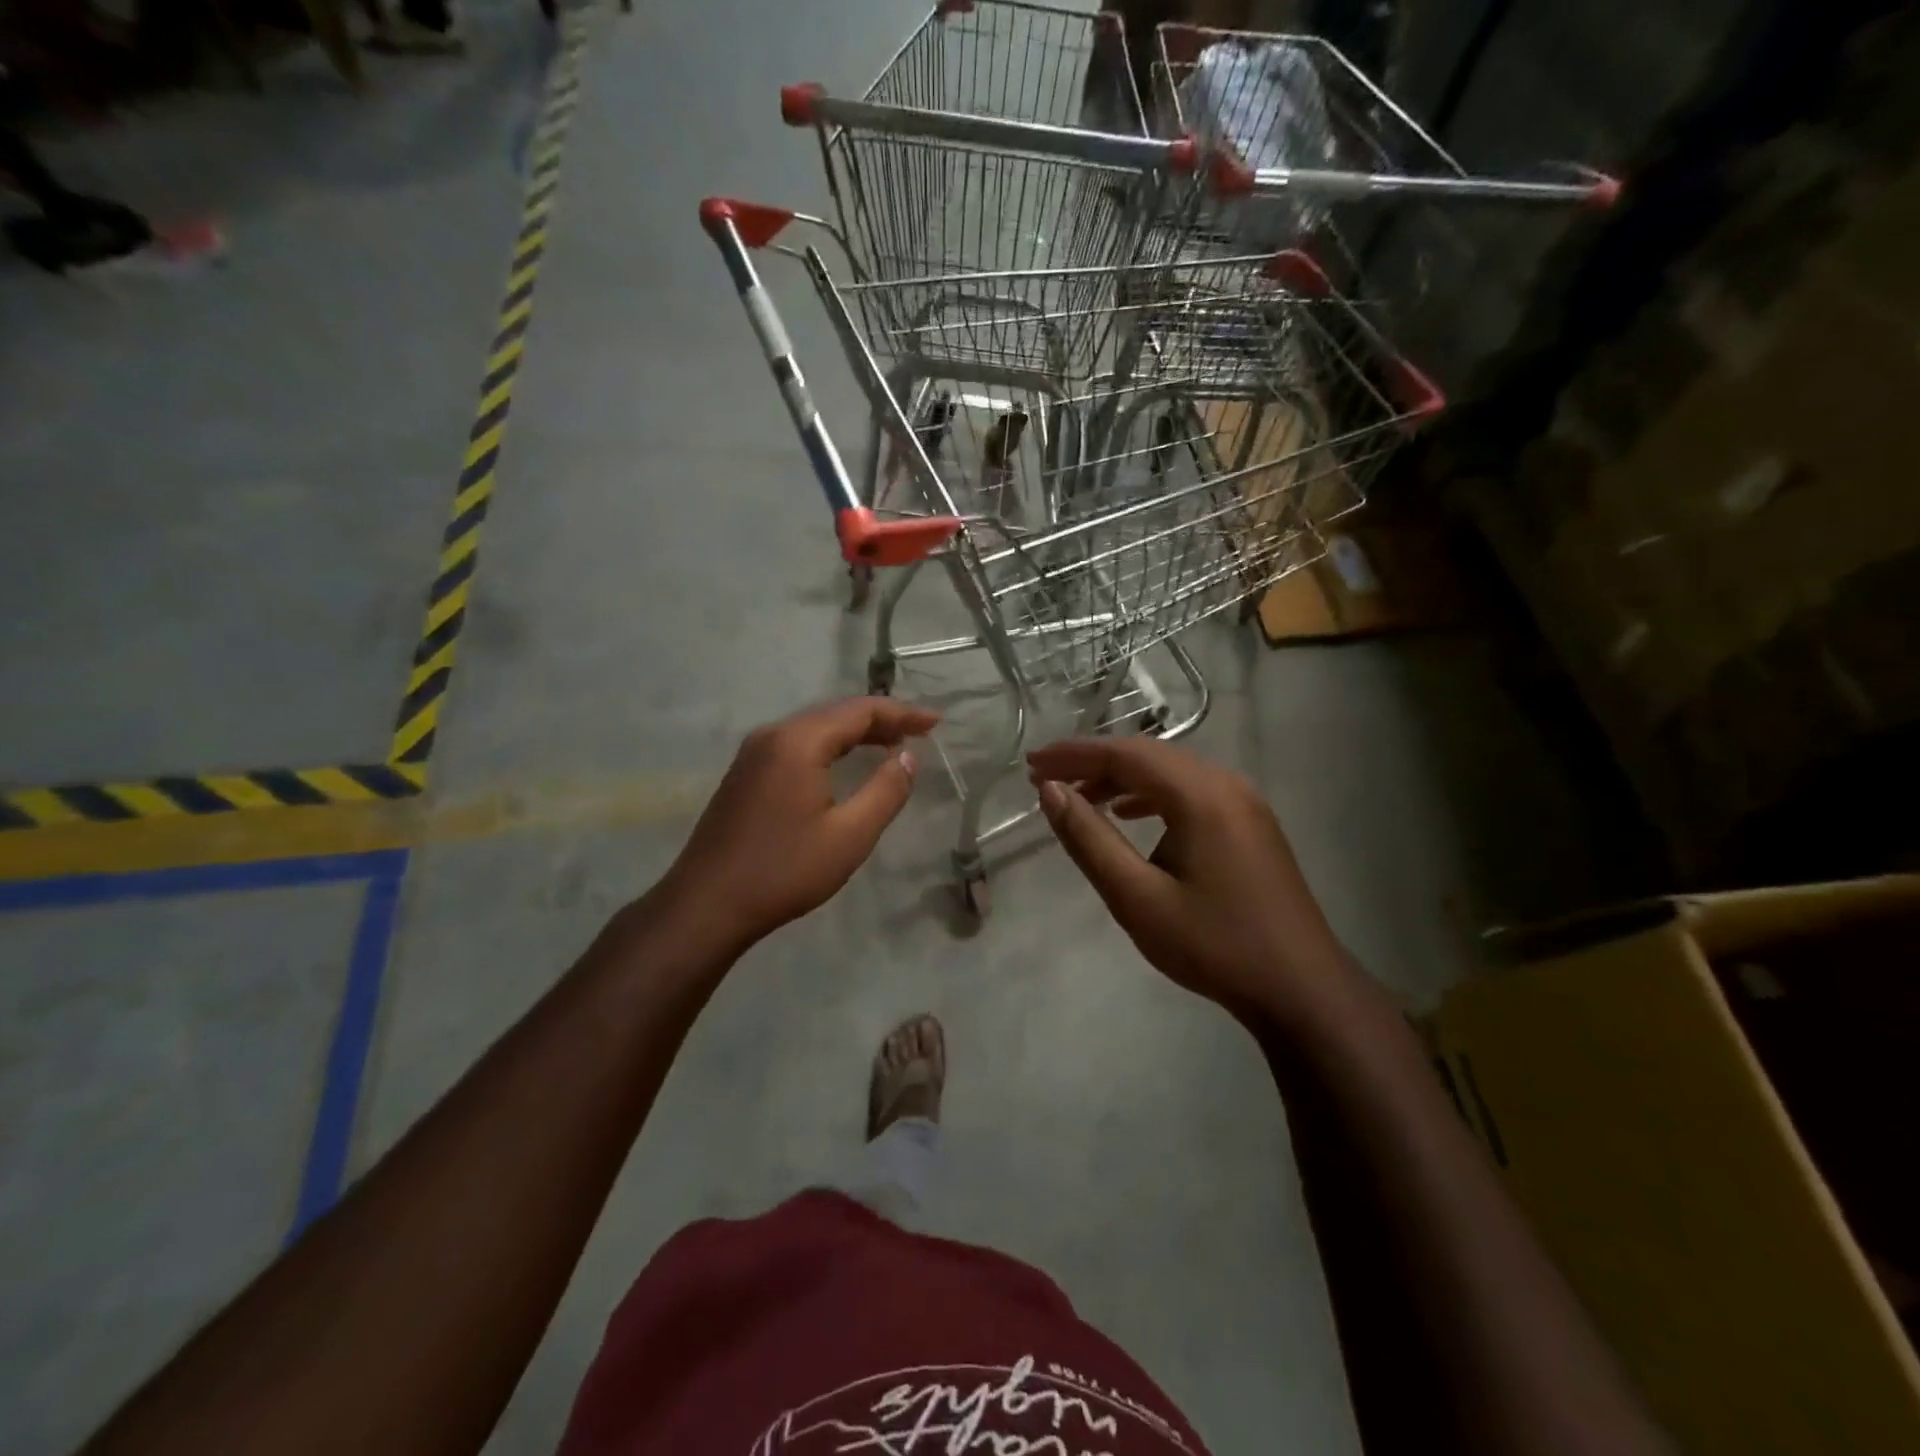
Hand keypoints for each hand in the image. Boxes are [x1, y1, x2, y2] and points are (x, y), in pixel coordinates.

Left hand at [659, 698, 939, 955]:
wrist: (706, 904)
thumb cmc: (784, 870)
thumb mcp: (849, 836)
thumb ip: (886, 791)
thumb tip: (908, 756)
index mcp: (798, 742)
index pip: (860, 711)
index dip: (902, 713)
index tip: (936, 723)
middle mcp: (772, 735)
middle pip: (835, 713)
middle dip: (880, 719)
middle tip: (919, 733)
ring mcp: (753, 753)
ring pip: (814, 728)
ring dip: (854, 732)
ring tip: (891, 744)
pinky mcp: (744, 774)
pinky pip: (796, 744)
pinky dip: (829, 746)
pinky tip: (844, 764)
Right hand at [1027, 737, 1358, 1027]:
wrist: (1301, 989)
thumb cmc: (1214, 945)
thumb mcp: (1137, 898)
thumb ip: (1090, 840)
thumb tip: (1050, 792)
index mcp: (1201, 795)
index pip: (1125, 754)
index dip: (1073, 755)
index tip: (1031, 764)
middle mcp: (1226, 784)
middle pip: (1148, 756)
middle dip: (1093, 763)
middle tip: (1046, 778)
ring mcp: (1244, 802)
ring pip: (1170, 772)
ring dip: (1121, 779)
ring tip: (1078, 797)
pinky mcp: (1250, 822)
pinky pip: (1191, 791)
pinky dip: (1151, 795)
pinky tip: (1129, 814)